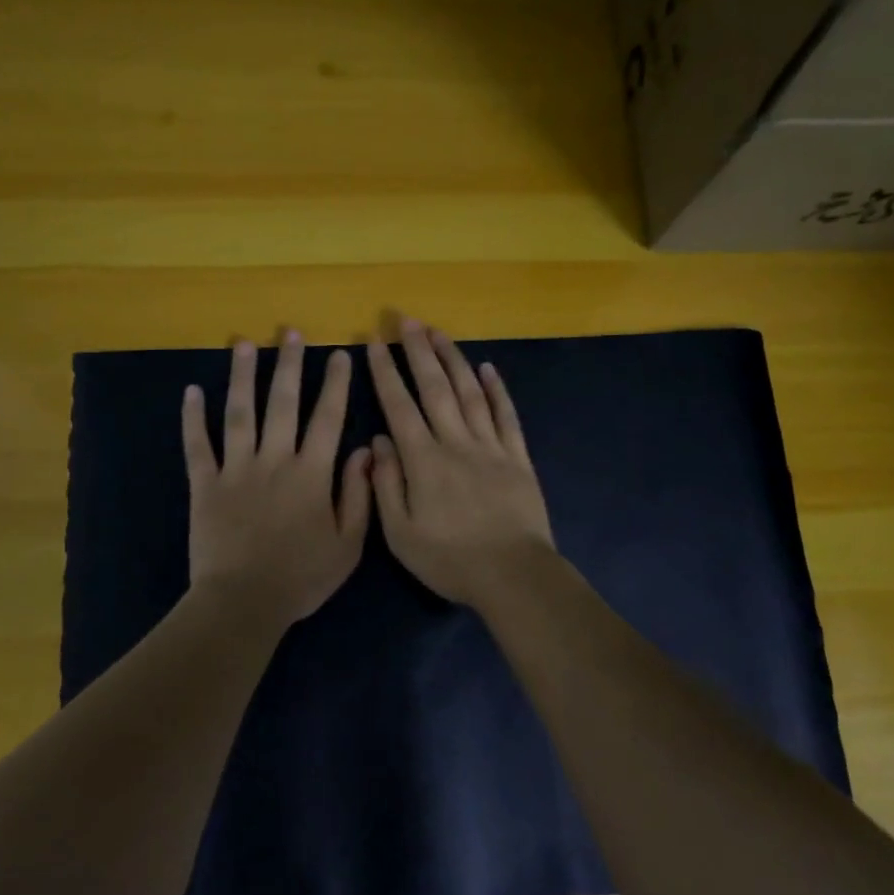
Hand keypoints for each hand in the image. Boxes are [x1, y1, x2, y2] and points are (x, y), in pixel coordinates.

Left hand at [183, 332, 372, 627]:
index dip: (335, 384)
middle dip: (288, 364)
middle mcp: (274, 460)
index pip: (327, 418)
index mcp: (311, 473)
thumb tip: (367, 450)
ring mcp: (236, 469)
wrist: (244, 602)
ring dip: (242, 376)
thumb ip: (359, 495)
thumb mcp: (348, 545)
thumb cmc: (302, 577)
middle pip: (282, 403)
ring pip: (239, 413)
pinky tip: (192, 391)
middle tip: (290, 333)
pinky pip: (197, 445)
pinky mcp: (205, 484)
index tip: (339, 354)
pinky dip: (193, 418)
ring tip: (244, 344)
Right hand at [366, 318, 555, 608]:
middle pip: (435, 388)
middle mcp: (456, 442)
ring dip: (454, 359)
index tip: (375, 342)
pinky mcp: (518, 457)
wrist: (513, 574)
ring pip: (470, 393)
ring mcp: (491, 447)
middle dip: (419, 351)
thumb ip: (386, 484)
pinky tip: (488, 369)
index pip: (399, 405)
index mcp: (423, 460)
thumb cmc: (450, 559)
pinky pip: (506, 415)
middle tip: (407, 320)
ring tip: (440, 333)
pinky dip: (497, 390)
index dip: (386, 372)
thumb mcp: (401, 533)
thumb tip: (379, 439)